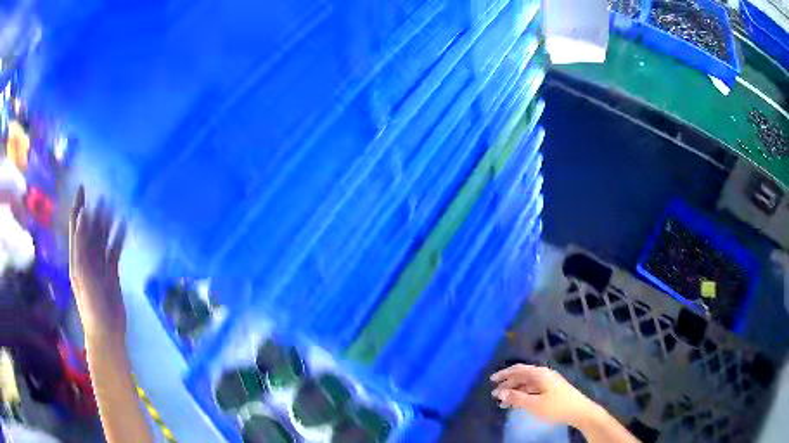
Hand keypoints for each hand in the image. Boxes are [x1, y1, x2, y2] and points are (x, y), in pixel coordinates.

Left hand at [69, 186, 126, 342]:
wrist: (106, 331)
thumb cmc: (91, 304)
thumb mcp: (83, 273)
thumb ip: (82, 244)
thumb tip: (84, 213)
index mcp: (77, 256)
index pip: (76, 225)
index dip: (77, 205)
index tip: (82, 186)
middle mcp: (86, 257)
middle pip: (91, 229)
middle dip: (96, 211)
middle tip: (106, 192)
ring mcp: (99, 265)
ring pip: (103, 238)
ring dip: (108, 222)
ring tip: (116, 205)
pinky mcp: (111, 273)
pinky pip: (114, 251)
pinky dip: (118, 239)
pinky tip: (124, 228)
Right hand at [491, 364, 599, 427]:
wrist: (578, 411)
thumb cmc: (556, 407)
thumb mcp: (534, 404)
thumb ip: (517, 398)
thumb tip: (501, 392)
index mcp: (540, 374)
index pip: (518, 369)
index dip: (504, 374)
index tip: (491, 380)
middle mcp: (543, 375)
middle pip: (522, 376)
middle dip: (507, 385)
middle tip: (495, 395)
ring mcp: (548, 382)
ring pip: (527, 384)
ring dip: (514, 391)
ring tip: (503, 403)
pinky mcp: (551, 390)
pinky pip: (532, 389)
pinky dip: (522, 395)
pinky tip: (517, 403)